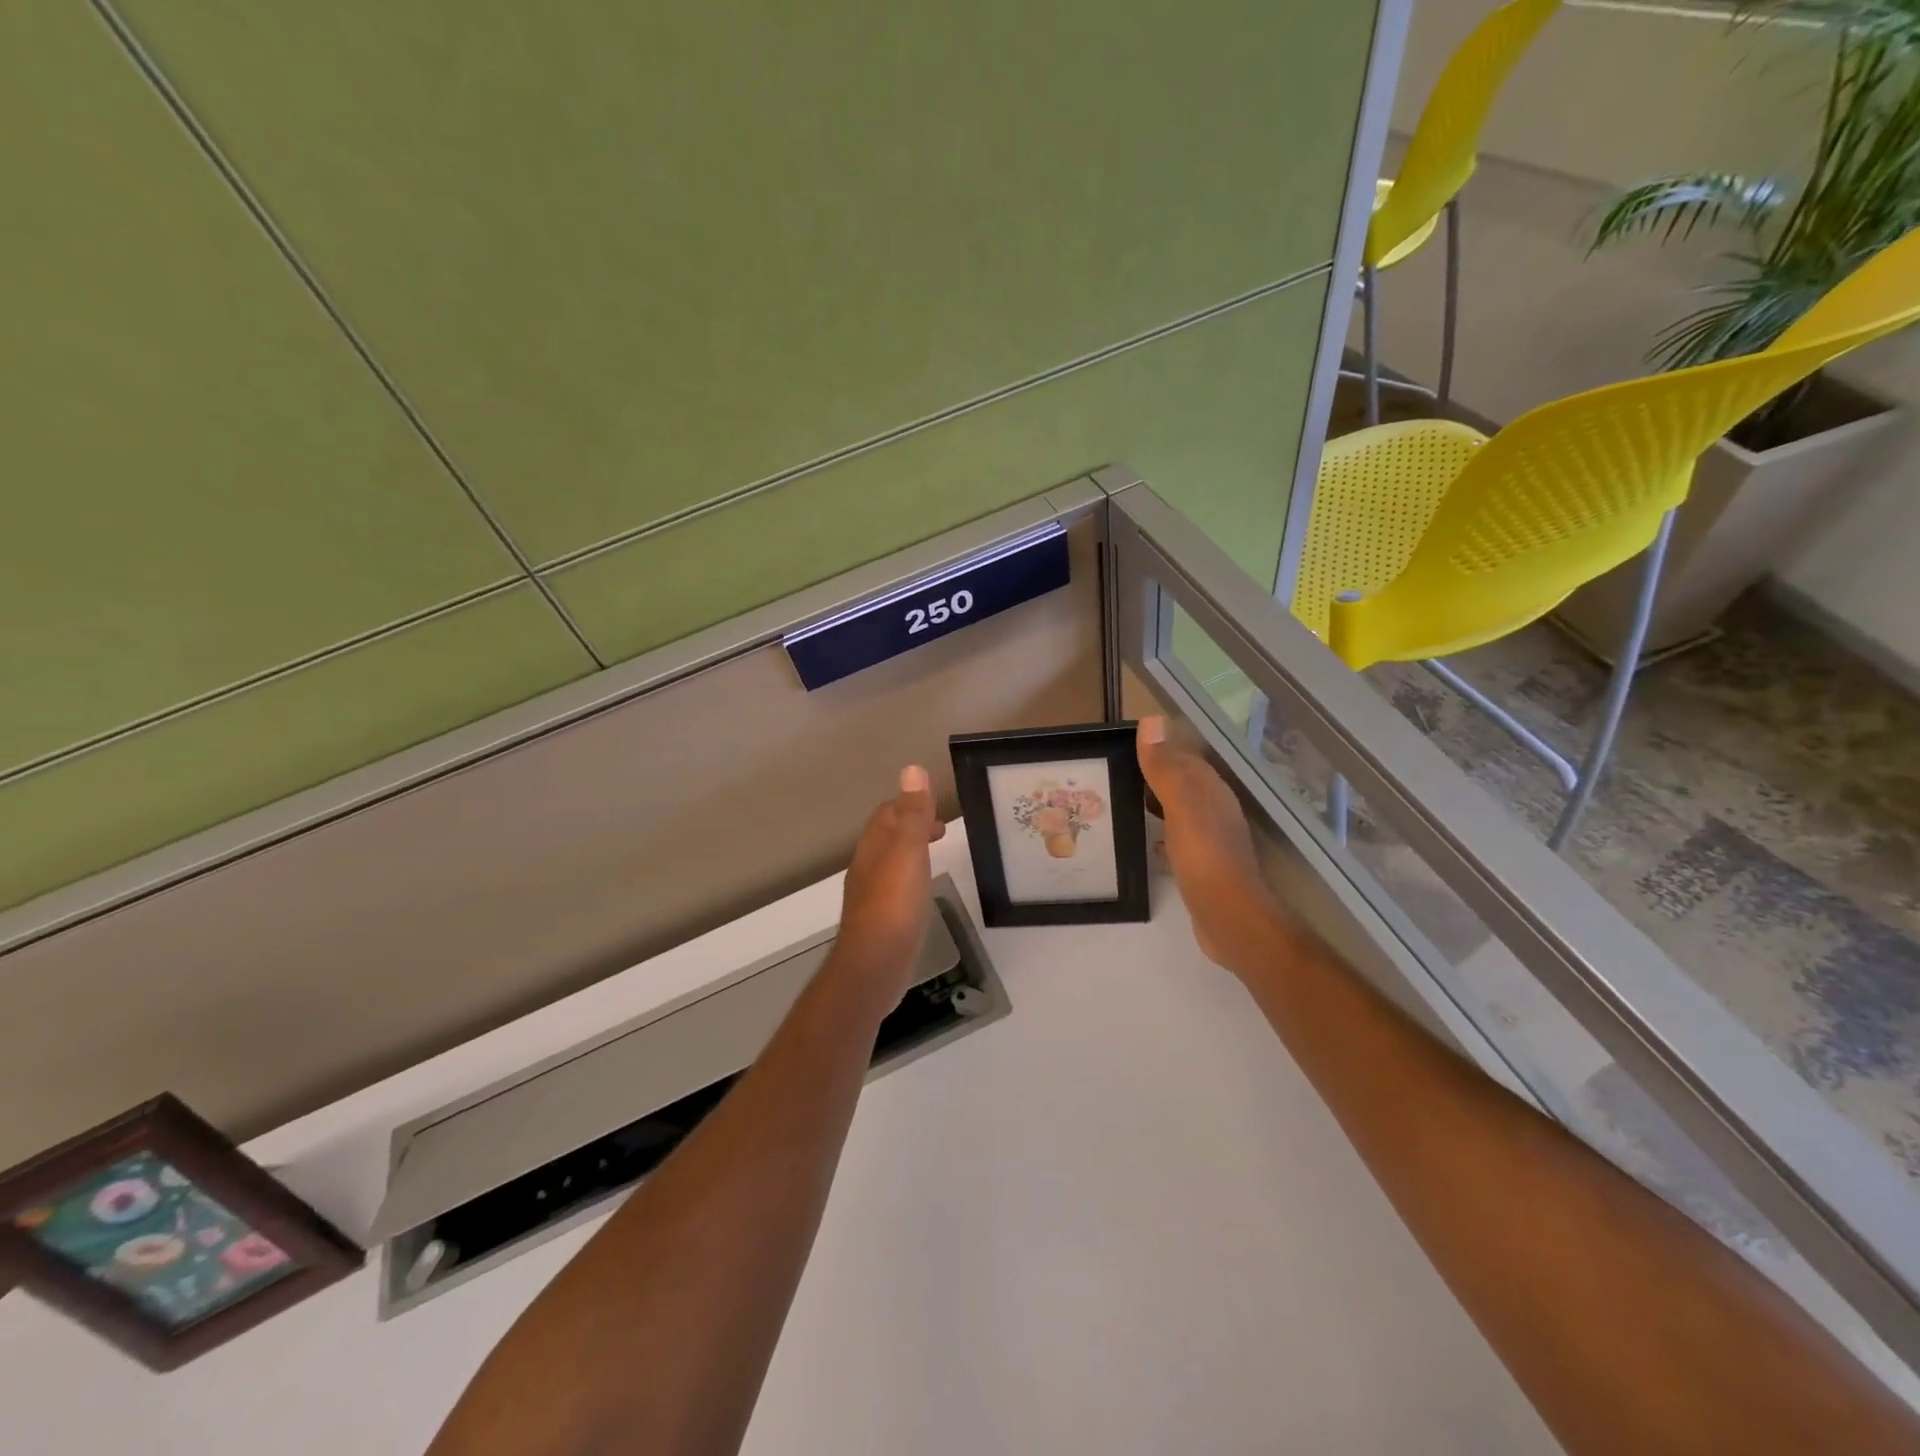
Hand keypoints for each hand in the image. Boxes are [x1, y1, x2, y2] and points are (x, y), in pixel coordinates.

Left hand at [832, 766, 947, 1002]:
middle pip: (887, 835)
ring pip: (890, 860)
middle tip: (940, 829)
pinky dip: (910, 876)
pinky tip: (920, 890)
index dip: (910, 804)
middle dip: (911, 825)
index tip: (936, 806)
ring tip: (934, 852)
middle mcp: (867, 866)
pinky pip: (894, 885)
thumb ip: (912, 814)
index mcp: (874, 846)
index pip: (888, 813)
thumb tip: (911, 770)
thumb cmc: (895, 905)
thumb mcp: (908, 853)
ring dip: (910, 850)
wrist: (874, 965)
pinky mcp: (879, 919)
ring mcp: (871, 894)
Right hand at [1137, 717, 1291, 975]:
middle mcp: (1214, 809)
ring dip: (1153, 803)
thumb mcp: (1180, 807)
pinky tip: (1142, 839)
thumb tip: (1151, 719)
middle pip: (1180, 782)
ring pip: (1178, 809)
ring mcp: (1211, 837)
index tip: (1119, 749)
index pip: (1182, 757)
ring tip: (1119, 802)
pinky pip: (1177, 836)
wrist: (1229, 917)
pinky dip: (1159, 831)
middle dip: (1151, 776)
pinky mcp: (1203, 863)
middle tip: (1112, 776)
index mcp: (1210, 790)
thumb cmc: (1204, 857)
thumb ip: (1165, 767)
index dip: (1155, 750)